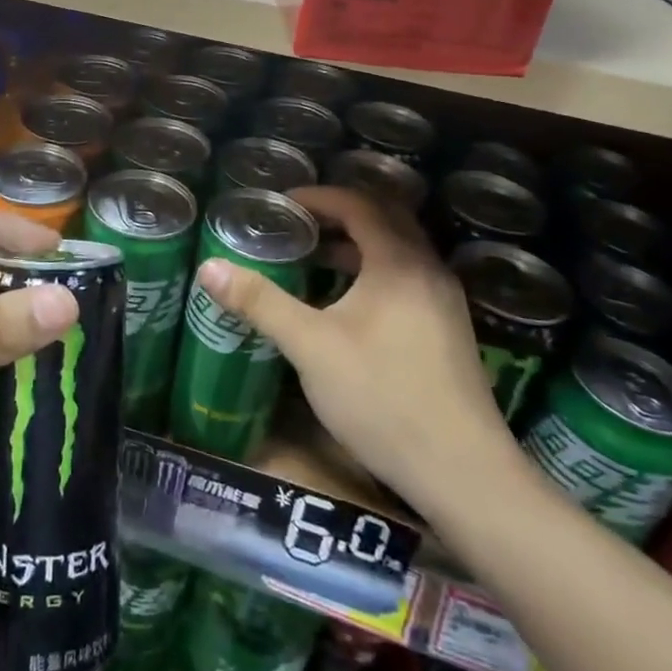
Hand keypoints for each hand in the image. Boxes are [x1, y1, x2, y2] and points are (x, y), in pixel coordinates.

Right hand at [194, 186, 509, 503]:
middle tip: (297, 225)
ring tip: (314, 260)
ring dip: (357, 246)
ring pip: (398, 252)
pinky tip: (347, 307)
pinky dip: (373, 273)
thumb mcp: (311, 347)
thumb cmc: (382, 397)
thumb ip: (261, 302)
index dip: (319, 197)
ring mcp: (444, 302)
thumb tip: (209, 267)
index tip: (282, 204)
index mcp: (399, 262)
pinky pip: (407, 279)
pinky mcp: (449, 331)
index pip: (360, 204)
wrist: (463, 473)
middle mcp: (428, 271)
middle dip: (339, 215)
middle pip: (385, 221)